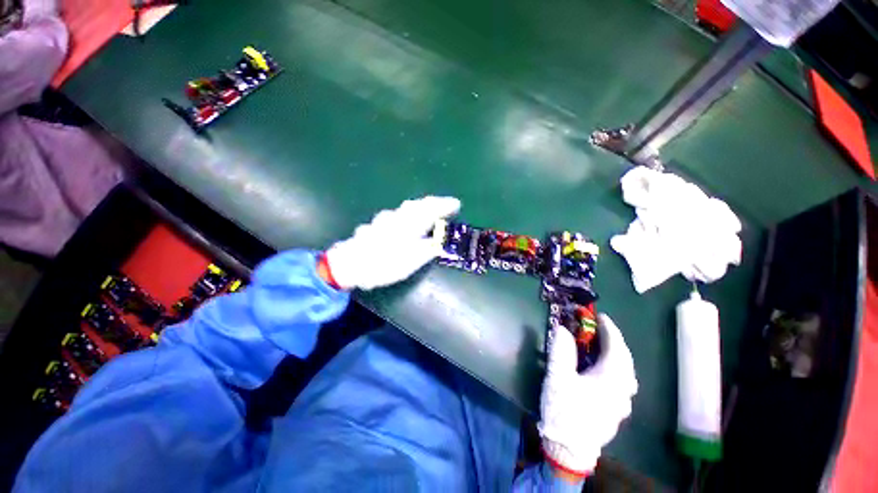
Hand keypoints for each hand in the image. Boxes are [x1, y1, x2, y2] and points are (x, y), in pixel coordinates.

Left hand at [326, 196, 460, 289]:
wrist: (350, 264)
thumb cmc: (385, 263)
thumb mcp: (412, 260)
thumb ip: (428, 248)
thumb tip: (440, 241)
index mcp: (410, 223)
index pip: (431, 209)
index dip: (445, 205)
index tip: (457, 204)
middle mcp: (398, 216)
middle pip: (417, 205)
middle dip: (432, 203)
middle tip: (443, 206)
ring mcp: (384, 220)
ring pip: (405, 210)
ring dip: (418, 209)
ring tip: (426, 213)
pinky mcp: (374, 226)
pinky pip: (395, 217)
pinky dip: (404, 218)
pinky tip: (402, 225)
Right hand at [538, 314, 637, 476]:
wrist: (569, 449)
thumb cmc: (564, 410)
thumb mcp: (558, 377)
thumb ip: (561, 350)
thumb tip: (562, 328)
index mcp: (610, 379)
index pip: (616, 347)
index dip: (609, 329)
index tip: (600, 316)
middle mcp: (622, 390)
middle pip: (625, 360)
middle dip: (615, 341)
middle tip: (600, 329)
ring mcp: (621, 403)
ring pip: (627, 373)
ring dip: (618, 356)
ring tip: (603, 347)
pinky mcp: (615, 412)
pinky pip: (623, 384)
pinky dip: (616, 370)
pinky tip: (605, 373)